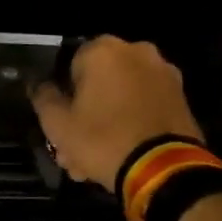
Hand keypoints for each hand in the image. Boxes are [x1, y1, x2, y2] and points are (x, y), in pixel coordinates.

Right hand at [30, 36, 204, 187]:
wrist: (164, 170)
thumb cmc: (102, 139)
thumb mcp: (57, 123)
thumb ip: (43, 97)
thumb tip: (40, 86)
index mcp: (104, 50)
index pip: (69, 65)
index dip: (62, 95)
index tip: (59, 122)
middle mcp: (136, 52)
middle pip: (98, 83)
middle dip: (84, 113)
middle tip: (73, 148)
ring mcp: (163, 74)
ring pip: (121, 97)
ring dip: (106, 121)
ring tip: (94, 161)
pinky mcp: (181, 98)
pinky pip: (143, 106)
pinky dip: (131, 123)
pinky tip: (120, 154)